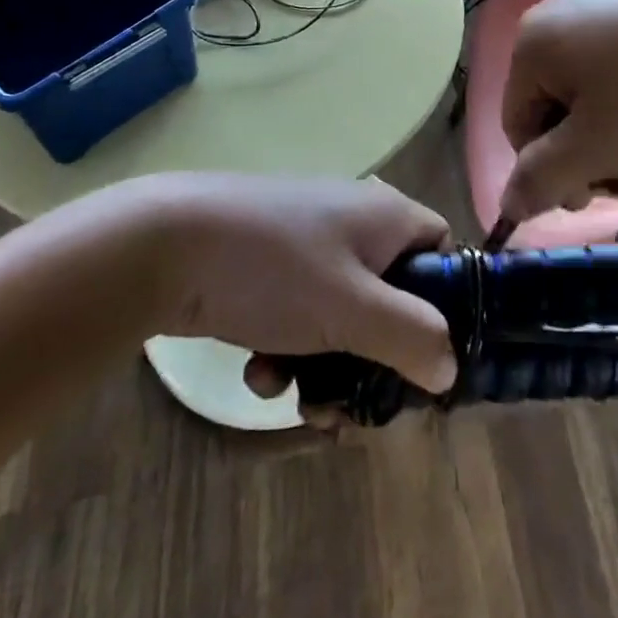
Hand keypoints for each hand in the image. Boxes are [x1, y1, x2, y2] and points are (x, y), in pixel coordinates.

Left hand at [131, 173, 457, 396]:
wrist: (167, 244)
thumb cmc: (275, 270)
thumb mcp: (353, 310)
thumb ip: (412, 337)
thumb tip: (451, 366)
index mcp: (385, 216)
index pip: (440, 250)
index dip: (444, 303)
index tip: (424, 356)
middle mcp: (351, 219)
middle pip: (391, 293)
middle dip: (376, 355)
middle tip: (356, 401)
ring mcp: (304, 239)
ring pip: (341, 312)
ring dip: (327, 363)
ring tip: (301, 401)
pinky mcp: (265, 262)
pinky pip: (297, 310)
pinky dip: (287, 347)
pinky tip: (258, 375)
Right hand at [496, 0, 617, 223]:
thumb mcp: (598, 149)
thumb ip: (542, 179)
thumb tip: (508, 203)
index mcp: (534, 41)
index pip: (518, 124)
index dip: (552, 172)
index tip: (601, 195)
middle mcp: (562, 8)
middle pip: (561, 104)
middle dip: (596, 151)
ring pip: (600, 87)